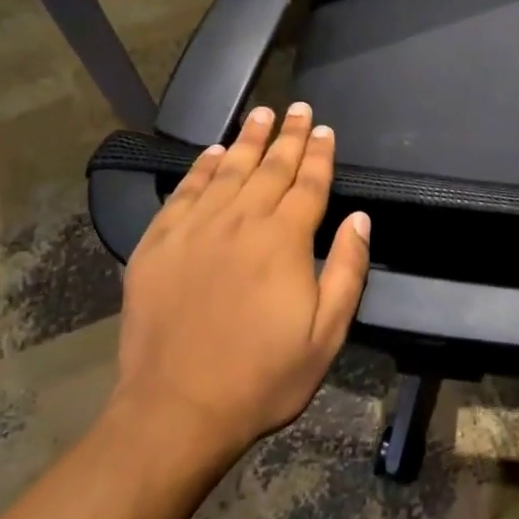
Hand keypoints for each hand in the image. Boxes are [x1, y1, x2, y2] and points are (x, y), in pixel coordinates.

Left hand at [115, 103, 370, 459]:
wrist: (177, 409)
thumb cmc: (262, 377)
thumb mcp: (325, 336)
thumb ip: (347, 271)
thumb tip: (359, 218)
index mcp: (284, 241)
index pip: (308, 184)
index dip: (319, 154)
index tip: (324, 130)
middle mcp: (240, 221)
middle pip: (270, 168)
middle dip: (288, 136)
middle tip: (298, 108)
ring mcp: (195, 229)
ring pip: (228, 170)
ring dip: (248, 140)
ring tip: (261, 114)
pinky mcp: (159, 243)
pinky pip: (184, 192)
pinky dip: (201, 168)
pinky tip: (213, 152)